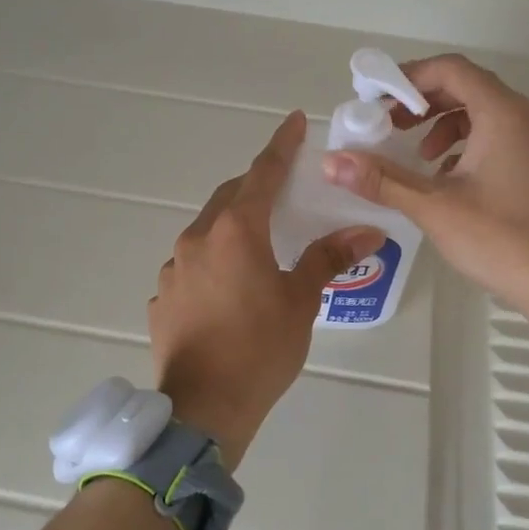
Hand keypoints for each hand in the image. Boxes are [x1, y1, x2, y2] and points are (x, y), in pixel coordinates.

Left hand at [150, 112, 384, 468]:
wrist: (204, 408)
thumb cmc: (260, 348)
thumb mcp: (300, 301)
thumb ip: (327, 258)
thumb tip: (365, 231)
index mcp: (235, 231)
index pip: (262, 174)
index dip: (281, 146)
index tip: (295, 122)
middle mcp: (197, 238)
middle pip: (230, 198)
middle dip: (255, 187)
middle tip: (281, 191)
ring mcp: (173, 268)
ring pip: (206, 230)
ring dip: (231, 226)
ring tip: (257, 245)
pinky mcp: (163, 296)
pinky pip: (191, 264)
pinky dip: (213, 261)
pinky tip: (228, 288)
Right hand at [323, 54, 528, 355]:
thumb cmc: (503, 239)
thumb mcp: (434, 207)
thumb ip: (382, 179)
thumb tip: (331, 161)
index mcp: (499, 113)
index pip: (449, 69)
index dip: (407, 76)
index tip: (373, 98)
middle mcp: (517, 117)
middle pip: (461, 86)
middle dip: (418, 100)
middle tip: (384, 123)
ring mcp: (527, 142)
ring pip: (475, 113)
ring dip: (436, 123)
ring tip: (410, 151)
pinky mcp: (528, 167)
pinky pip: (488, 138)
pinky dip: (457, 145)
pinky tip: (439, 177)